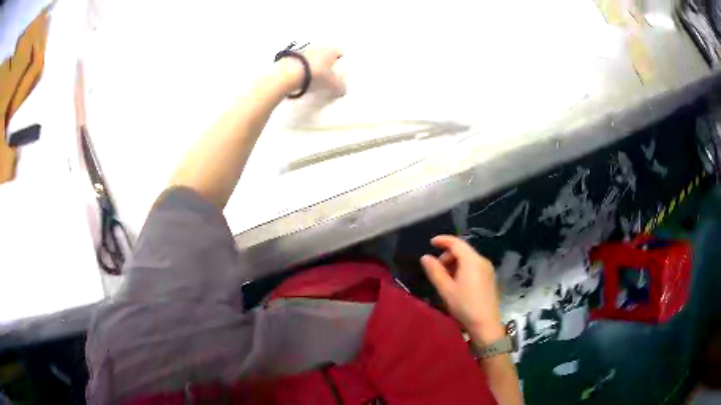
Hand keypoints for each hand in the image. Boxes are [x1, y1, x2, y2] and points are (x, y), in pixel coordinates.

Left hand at [278, 45, 345, 96]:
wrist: (289, 73)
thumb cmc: (317, 75)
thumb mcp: (333, 85)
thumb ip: (341, 87)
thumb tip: (343, 90)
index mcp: (332, 49)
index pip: (340, 53)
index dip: (340, 63)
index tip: (339, 73)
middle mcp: (319, 46)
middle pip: (326, 55)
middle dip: (327, 64)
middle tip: (326, 76)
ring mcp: (304, 50)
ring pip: (313, 57)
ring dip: (313, 65)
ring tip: (312, 78)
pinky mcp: (291, 56)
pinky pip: (301, 62)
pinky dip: (302, 68)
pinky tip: (301, 78)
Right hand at [420, 235, 504, 344]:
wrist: (486, 324)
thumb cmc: (465, 306)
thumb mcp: (446, 290)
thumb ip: (435, 271)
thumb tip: (425, 257)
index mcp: (472, 261)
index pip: (456, 243)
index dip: (443, 240)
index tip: (431, 243)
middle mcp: (482, 261)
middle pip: (463, 250)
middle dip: (447, 255)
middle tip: (436, 269)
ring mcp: (488, 269)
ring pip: (468, 259)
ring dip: (454, 263)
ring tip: (445, 279)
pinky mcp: (489, 278)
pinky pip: (474, 266)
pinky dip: (463, 269)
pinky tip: (457, 283)